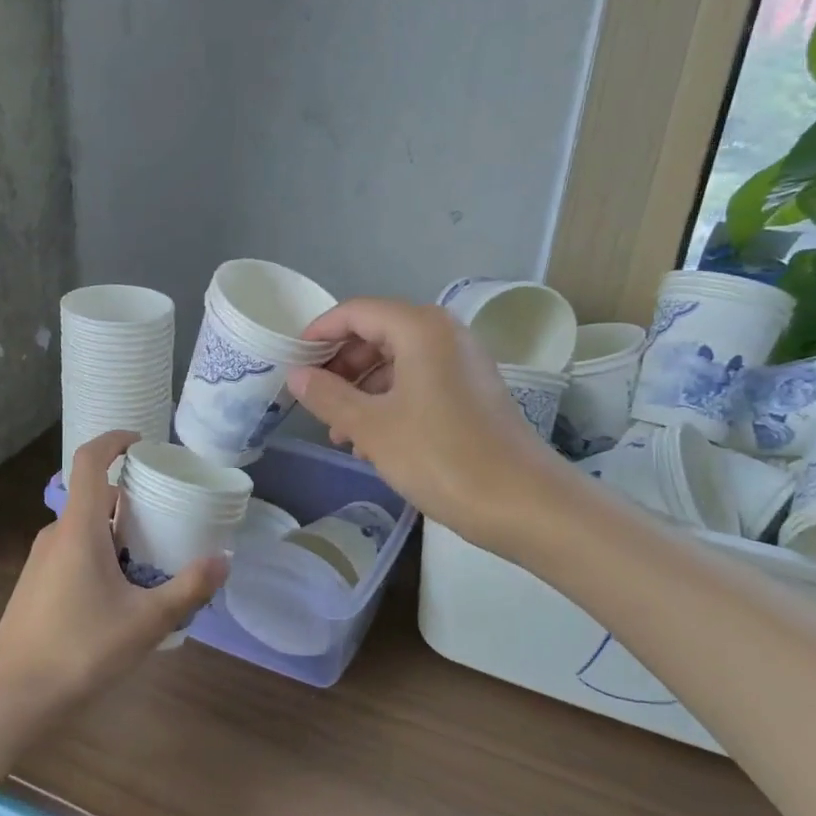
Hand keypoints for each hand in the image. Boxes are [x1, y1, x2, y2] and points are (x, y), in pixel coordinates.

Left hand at [0, 432, 227, 726]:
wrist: (14, 696)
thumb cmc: (81, 648)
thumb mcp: (146, 621)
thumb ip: (188, 588)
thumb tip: (224, 560)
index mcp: (78, 528)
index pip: (89, 460)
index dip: (114, 441)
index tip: (142, 443)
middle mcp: (55, 534)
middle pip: (93, 497)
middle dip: (130, 499)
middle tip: (166, 516)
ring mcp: (40, 561)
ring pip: (83, 529)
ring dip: (116, 532)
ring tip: (151, 558)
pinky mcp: (35, 585)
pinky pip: (72, 552)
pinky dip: (99, 554)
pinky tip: (120, 593)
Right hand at [286, 298, 556, 546]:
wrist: (523, 504)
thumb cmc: (441, 457)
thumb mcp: (372, 427)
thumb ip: (328, 396)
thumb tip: (296, 376)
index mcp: (420, 328)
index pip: (356, 312)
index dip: (319, 333)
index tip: (291, 362)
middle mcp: (444, 334)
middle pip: (376, 333)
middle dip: (340, 364)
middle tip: (313, 398)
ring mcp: (462, 363)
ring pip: (395, 361)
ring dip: (361, 389)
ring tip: (338, 430)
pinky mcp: (471, 392)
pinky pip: (417, 382)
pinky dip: (388, 402)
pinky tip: (370, 442)